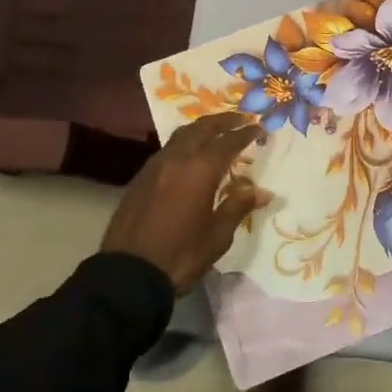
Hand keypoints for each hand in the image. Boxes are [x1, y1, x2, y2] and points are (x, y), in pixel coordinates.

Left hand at [101, 113, 263, 293]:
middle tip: (241, 118)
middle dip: (223, 120)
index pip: (228, 142)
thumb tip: (263, 191)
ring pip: (182, 134)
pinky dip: (185, 142)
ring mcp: (156, 165)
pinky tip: (191, 154)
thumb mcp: (217, 235)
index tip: (258, 127)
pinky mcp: (141, 177)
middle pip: (203, 128)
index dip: (245, 133)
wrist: (127, 273)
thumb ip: (238, 206)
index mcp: (200, 169)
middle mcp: (178, 158)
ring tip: (216, 130)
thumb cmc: (181, 255)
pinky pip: (168, 148)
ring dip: (202, 128)